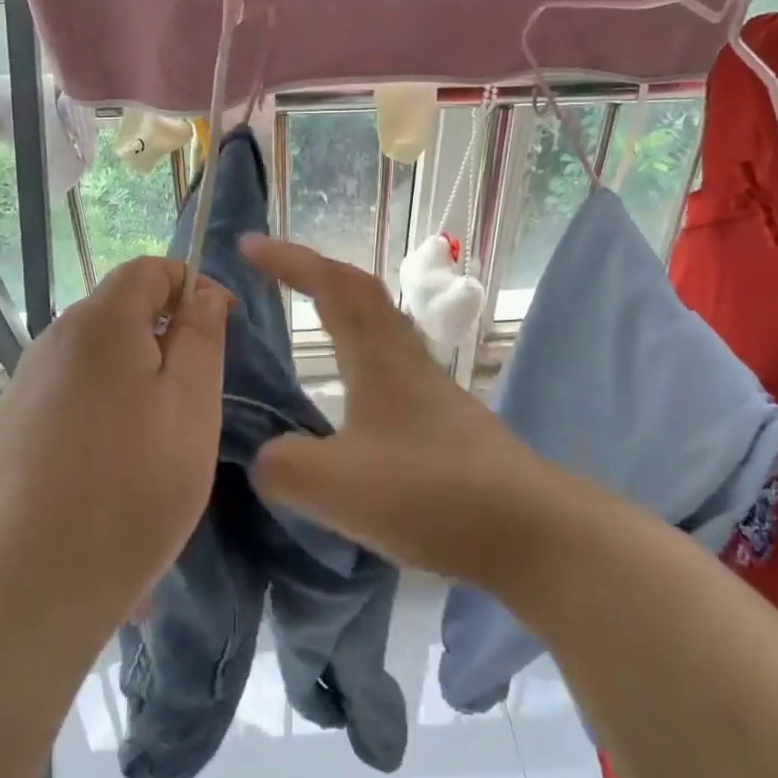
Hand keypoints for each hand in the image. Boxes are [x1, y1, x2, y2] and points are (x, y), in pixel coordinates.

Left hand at [0, 256, 231, 639]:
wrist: (22, 591)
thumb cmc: (130, 489)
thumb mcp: (191, 406)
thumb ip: (201, 337)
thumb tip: (202, 292)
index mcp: (99, 323)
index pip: (150, 269)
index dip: (193, 286)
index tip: (223, 330)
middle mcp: (51, 342)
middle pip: (121, 314)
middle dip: (166, 341)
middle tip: (196, 402)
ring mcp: (24, 387)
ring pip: (97, 361)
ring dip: (136, 383)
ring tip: (158, 447)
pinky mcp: (9, 431)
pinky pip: (72, 400)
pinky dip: (104, 415)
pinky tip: (111, 473)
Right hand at [241, 235, 575, 593]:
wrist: (529, 530)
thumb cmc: (429, 493)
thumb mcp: (334, 484)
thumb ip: (283, 465)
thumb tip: (268, 457)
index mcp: (377, 356)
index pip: (331, 284)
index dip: (289, 259)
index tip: (248, 246)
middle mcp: (406, 360)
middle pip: (362, 295)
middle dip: (315, 275)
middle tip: (274, 277)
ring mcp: (432, 390)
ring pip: (380, 331)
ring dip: (341, 316)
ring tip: (308, 331)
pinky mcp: (446, 423)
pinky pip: (391, 372)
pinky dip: (358, 364)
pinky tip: (348, 405)